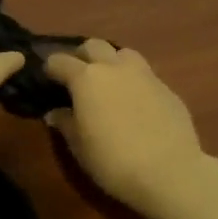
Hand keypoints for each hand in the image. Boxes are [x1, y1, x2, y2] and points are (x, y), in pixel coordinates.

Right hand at [45, 40, 207, 212]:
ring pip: (124, 53)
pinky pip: (145, 75)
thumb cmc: (113, 160)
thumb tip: (55, 112)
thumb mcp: (79, 146)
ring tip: (110, 84)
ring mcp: (145, 75)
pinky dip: (134, 82)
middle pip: (93, 45)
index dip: (50, 69)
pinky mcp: (167, 88)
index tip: (47, 80)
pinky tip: (136, 104)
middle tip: (78, 77)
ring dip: (112, 62)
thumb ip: (65, 123)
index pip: (59, 61)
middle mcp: (114, 68)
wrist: (170, 173)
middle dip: (82, 56)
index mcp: (86, 78)